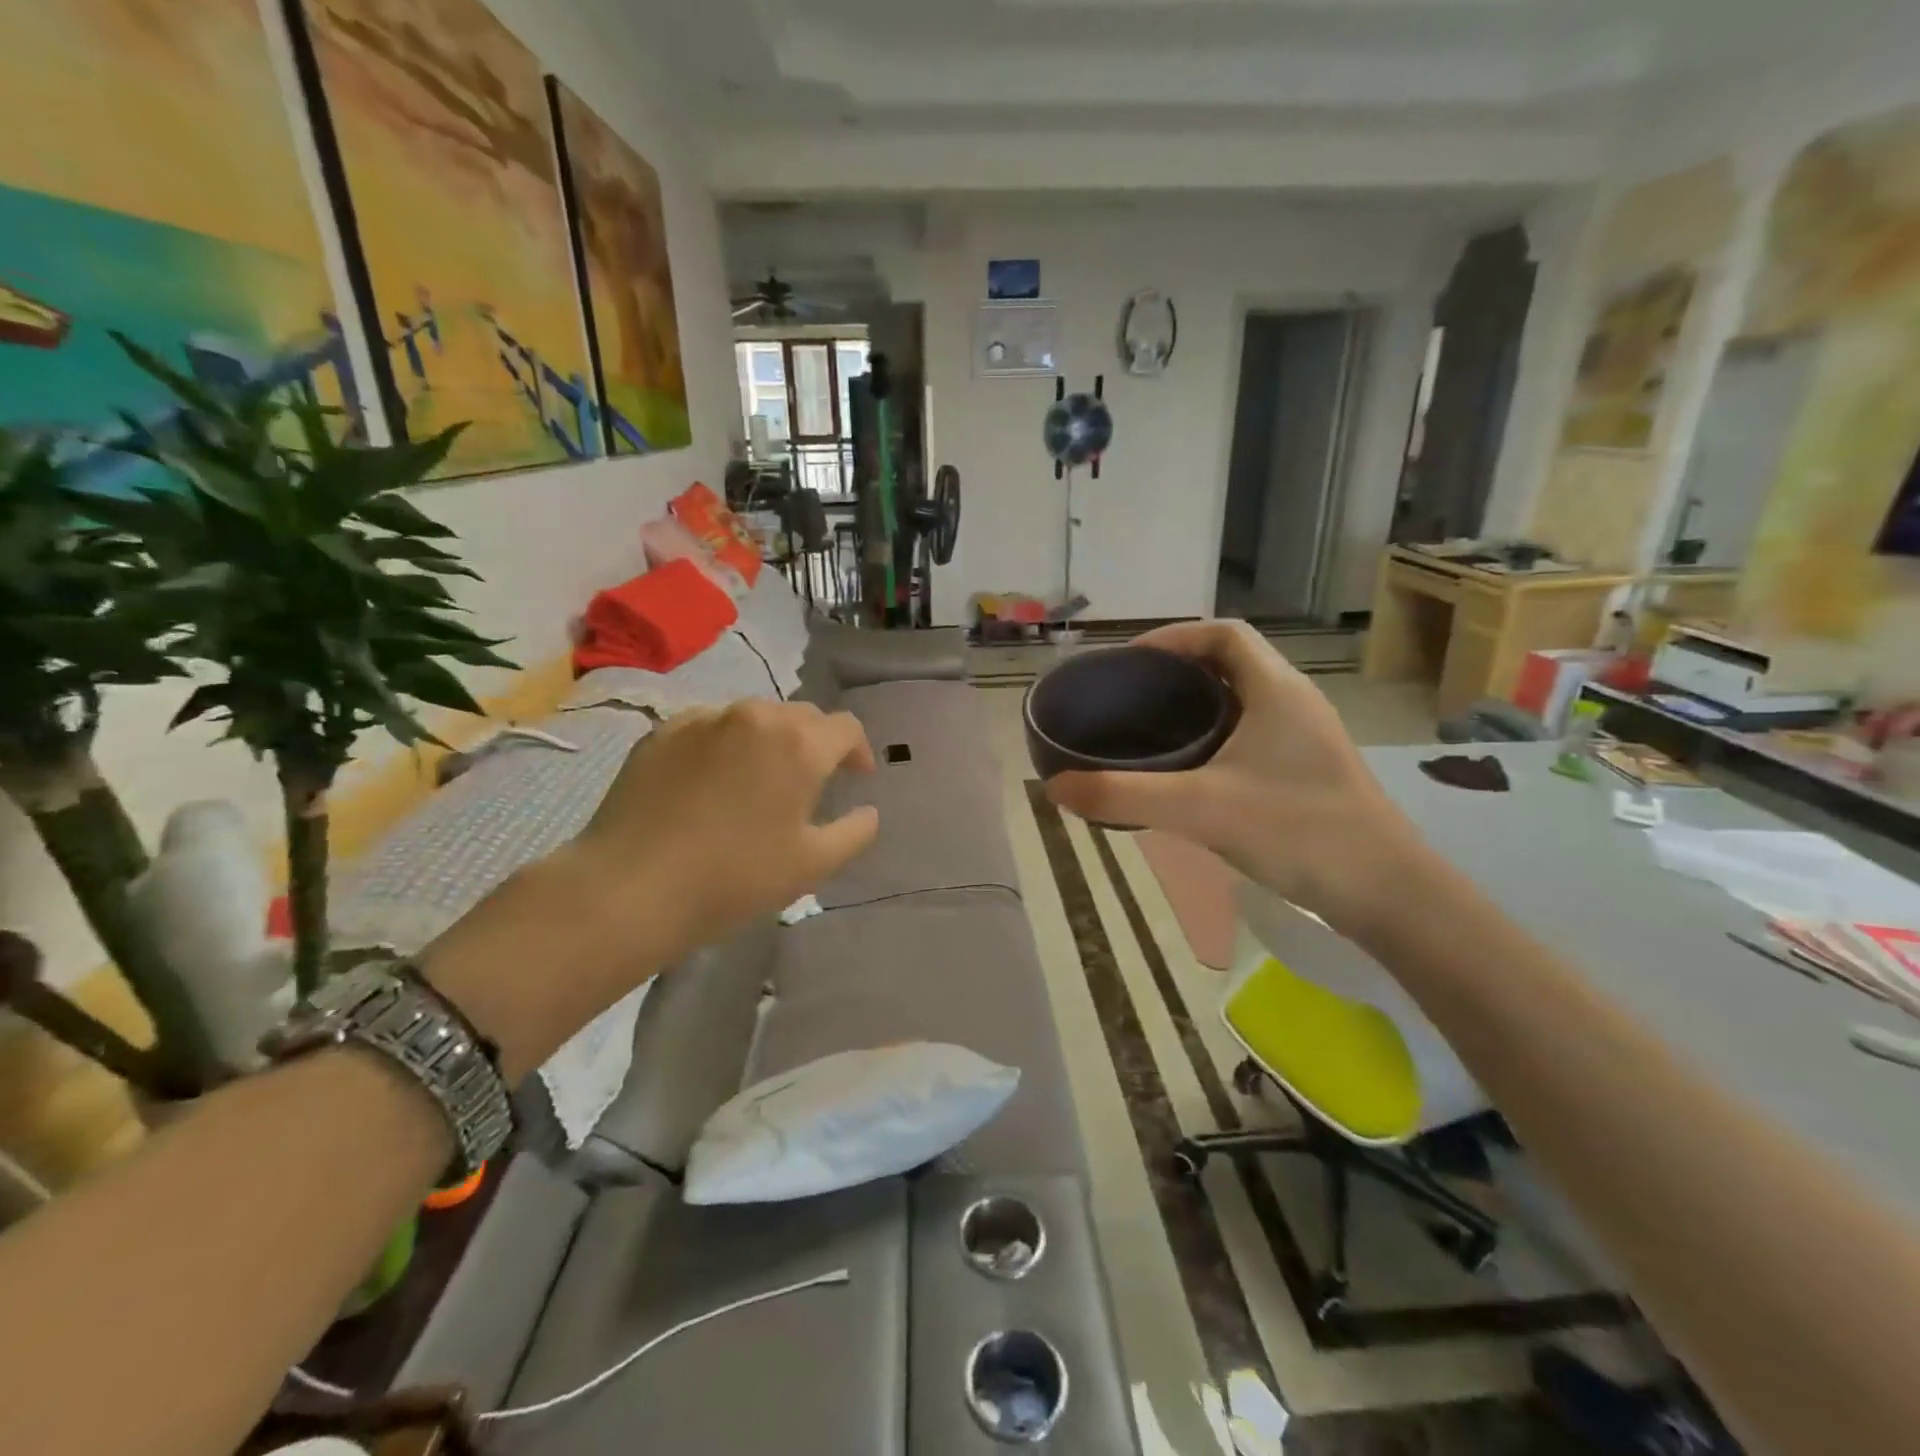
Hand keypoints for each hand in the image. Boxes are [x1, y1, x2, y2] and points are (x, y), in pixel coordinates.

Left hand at [574, 699, 878, 950]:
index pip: (846, 727)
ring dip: (770, 740)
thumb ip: (854, 832)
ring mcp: (704, 719)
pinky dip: (725, 743)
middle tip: (810, 782)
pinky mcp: (663, 732)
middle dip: (816, 743)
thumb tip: (869, 811)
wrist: (631, 887)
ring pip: (754, 717)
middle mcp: (755, 716)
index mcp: (799, 744)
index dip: (858, 751)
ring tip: (759, 778)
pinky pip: (710, 725)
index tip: (856, 778)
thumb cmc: (735, 877)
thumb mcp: (812, 865)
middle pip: (802, 716)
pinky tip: (712, 779)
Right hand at [1045, 620, 1423, 930]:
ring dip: (1198, 705)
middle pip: (1231, 662)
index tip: (1131, 662)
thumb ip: (1123, 796)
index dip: (1174, 637)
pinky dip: (1217, 737)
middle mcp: (1295, 701)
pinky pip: (1254, 734)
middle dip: (1179, 671)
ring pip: (1244, 701)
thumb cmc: (1297, 830)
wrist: (1387, 893)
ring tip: (1151, 729)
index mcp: (1276, 688)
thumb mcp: (1200, 809)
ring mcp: (1307, 738)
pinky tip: (1191, 773)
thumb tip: (1054, 787)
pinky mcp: (1310, 771)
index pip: (1223, 633)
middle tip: (1131, 697)